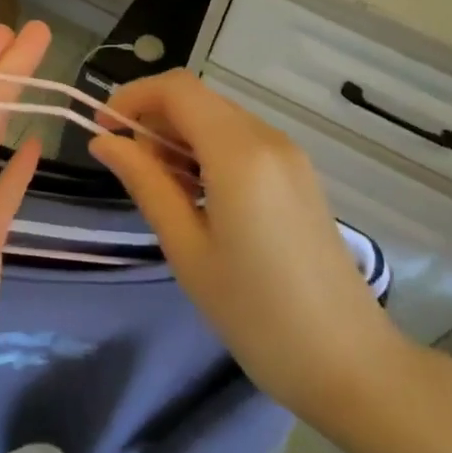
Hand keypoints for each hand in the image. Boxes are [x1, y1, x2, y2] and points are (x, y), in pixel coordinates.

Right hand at [87, 70, 406, 431]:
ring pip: (219, 118)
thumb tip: (105, 142)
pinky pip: (242, 141)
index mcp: (239, 153)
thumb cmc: (255, 313)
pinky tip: (198, 197)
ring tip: (162, 190)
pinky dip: (207, 151)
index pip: (176, 89)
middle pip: (197, 99)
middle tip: (130, 171)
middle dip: (153, 119)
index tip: (102, 131)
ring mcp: (289, 156)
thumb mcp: (186, 248)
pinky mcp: (299, 176)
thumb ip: (145, 183)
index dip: (132, 97)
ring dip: (179, 137)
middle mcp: (267, 139)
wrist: (349, 363)